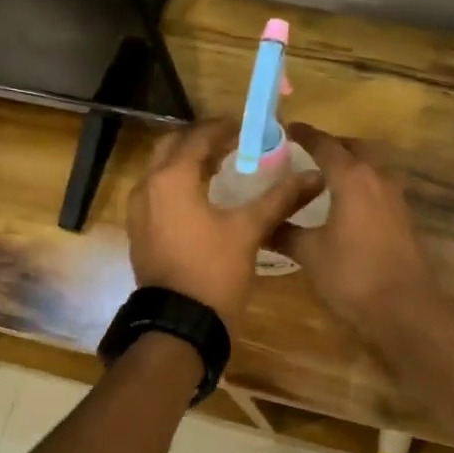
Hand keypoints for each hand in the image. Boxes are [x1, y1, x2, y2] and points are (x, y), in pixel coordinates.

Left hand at [127, 118, 321, 328]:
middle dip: (202, 139)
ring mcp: (139, 210)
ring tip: (222, 164)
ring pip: (162, 169)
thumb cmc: (214, 271)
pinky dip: (179, 183)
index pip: (199, 137)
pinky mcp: (140, 230)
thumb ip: (280, 198)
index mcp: (172, 178)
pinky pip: (158, 191)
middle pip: (173, 146)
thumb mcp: (250, 230)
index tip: (249, 127)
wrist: (178, 324)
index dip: (225, 128)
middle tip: (234, 142)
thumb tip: (314, 176)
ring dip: (188, 160)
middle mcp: (148, 186)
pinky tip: (203, 195)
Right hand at [276, 124, 440, 340]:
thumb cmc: (353, 274)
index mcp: (352, 177)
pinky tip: (345, 204)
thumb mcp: (311, 253)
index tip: (287, 128)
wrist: (405, 306)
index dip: (304, 134)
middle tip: (305, 152)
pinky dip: (360, 183)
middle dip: (331, 145)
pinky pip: (378, 185)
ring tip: (323, 177)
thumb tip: (261, 226)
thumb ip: (285, 234)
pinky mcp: (403, 215)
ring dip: (349, 163)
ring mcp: (394, 195)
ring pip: (370, 165)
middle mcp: (377, 177)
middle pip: (353, 147)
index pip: (325, 144)